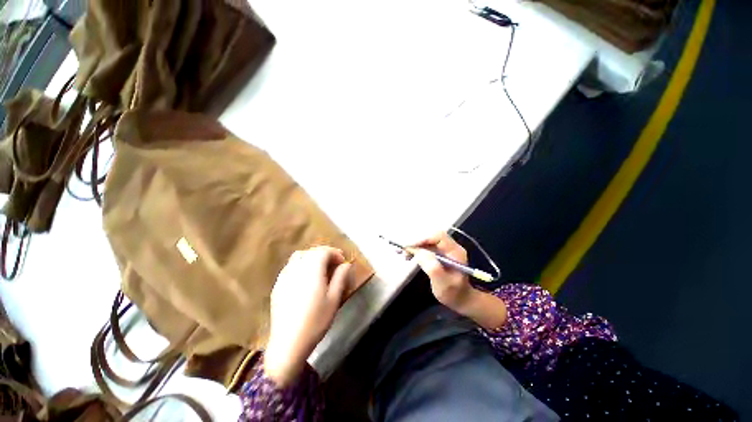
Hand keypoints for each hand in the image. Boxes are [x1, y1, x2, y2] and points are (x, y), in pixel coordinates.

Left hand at [263, 246, 352, 386]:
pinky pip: (290, 266)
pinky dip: (301, 264)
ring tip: (320, 268)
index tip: (342, 262)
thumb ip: (341, 277)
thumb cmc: (316, 321)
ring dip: (311, 257)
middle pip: (311, 251)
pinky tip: (305, 278)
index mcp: (312, 270)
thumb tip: (346, 265)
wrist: (288, 343)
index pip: (323, 251)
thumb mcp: (334, 299)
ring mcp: (284, 276)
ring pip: (299, 256)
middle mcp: (296, 268)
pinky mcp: (278, 285)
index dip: (335, 253)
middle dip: (324, 254)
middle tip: (333, 264)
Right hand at [410, 232, 474, 313]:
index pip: (438, 236)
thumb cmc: (453, 293)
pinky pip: (425, 247)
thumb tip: (419, 252)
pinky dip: (415, 250)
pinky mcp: (437, 254)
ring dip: (414, 246)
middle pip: (430, 237)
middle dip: (416, 242)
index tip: (410, 246)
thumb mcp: (443, 283)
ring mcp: (443, 250)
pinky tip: (408, 256)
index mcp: (455, 251)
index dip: (423, 239)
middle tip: (403, 250)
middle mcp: (449, 247)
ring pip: (426, 241)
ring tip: (403, 254)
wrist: (460, 300)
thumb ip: (432, 267)